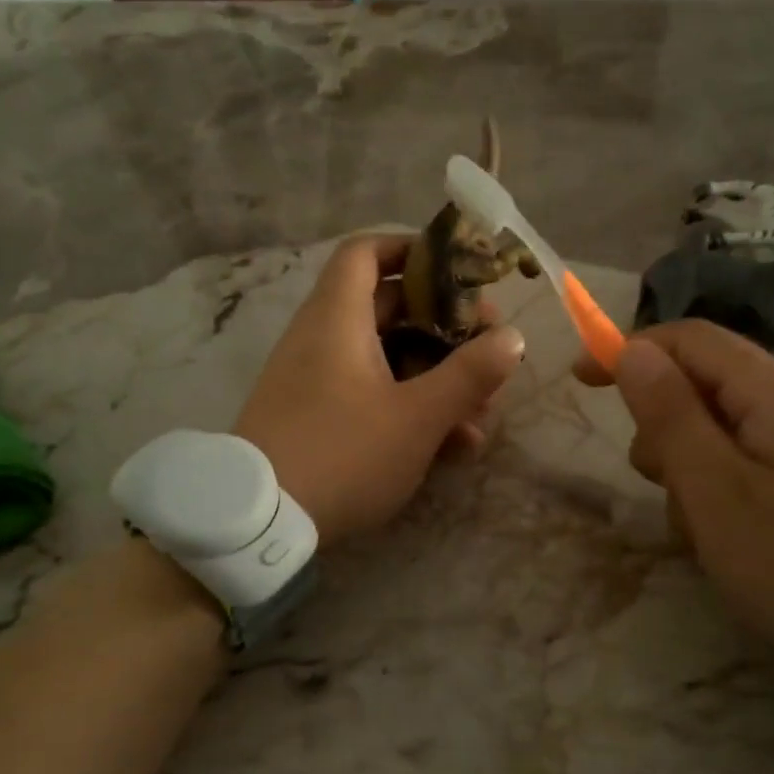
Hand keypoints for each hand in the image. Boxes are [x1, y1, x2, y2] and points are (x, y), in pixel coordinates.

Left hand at [235, 234, 525, 544]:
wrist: (261, 523)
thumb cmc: (343, 454)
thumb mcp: (417, 418)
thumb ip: (469, 375)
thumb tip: (512, 337)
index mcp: (338, 318)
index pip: (367, 252)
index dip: (412, 250)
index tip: (458, 272)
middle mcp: (323, 339)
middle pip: (389, 309)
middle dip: (447, 330)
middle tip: (489, 353)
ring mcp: (317, 380)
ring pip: (388, 361)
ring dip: (437, 380)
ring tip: (481, 417)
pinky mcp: (316, 418)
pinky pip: (370, 395)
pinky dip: (409, 408)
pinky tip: (452, 447)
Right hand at [591, 321, 773, 707]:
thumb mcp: (716, 492)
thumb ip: (670, 416)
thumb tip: (633, 349)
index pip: (690, 339)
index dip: (630, 349)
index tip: (580, 381)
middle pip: (706, 386)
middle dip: (665, 428)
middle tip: (661, 486)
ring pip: (725, 433)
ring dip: (694, 471)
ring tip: (705, 531)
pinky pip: (754, 467)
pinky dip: (725, 494)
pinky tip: (737, 543)